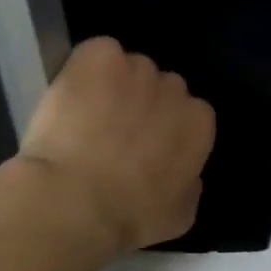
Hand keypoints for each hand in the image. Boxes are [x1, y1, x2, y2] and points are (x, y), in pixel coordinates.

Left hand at [17, 37, 215, 254]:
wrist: (76, 199)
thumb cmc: (131, 217)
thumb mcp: (179, 216)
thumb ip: (190, 186)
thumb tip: (187, 175)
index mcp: (199, 124)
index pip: (189, 115)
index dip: (165, 129)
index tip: (144, 147)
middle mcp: (174, 88)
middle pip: (161, 87)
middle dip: (142, 104)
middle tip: (114, 132)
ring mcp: (136, 67)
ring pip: (127, 68)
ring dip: (113, 85)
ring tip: (85, 114)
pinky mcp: (98, 56)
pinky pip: (97, 53)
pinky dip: (85, 68)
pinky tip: (71, 94)